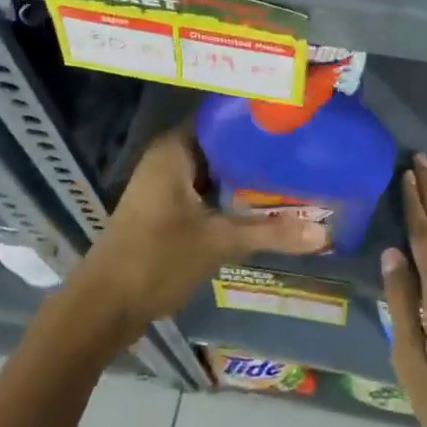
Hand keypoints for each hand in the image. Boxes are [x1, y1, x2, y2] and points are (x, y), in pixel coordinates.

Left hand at [69, 125, 327, 342]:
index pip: (221, 117)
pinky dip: (231, 197)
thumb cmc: (156, 259)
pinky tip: (264, 205)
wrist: (102, 309)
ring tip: (293, 174)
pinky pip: (207, 192)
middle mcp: (168, 158)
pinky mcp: (166, 211)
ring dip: (246, 177)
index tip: (292, 119)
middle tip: (302, 149)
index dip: (255, 118)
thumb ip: (270, 232)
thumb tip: (324, 232)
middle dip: (258, 151)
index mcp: (174, 149)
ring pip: (215, 172)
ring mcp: (165, 186)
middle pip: (221, 145)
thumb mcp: (218, 242)